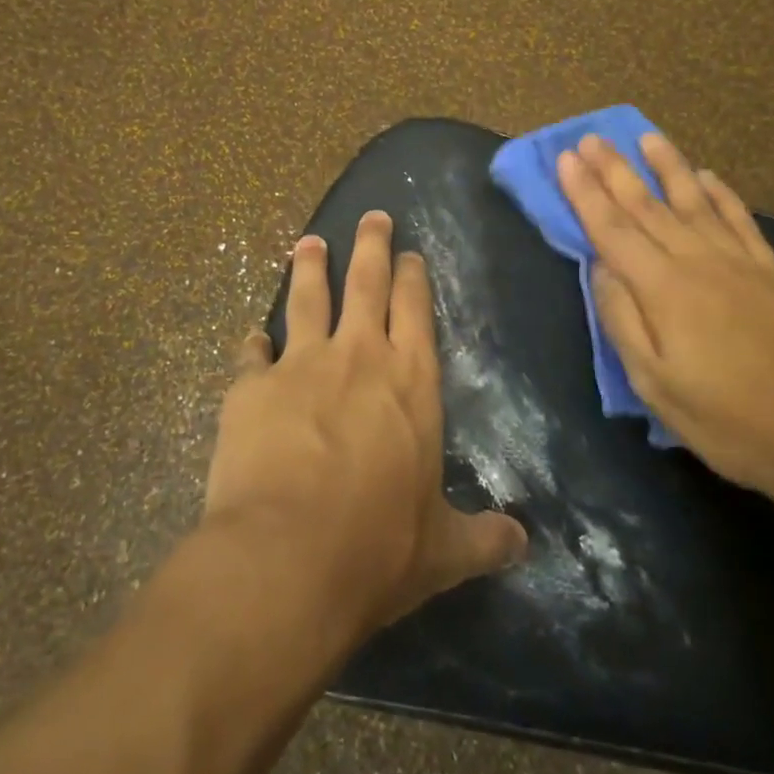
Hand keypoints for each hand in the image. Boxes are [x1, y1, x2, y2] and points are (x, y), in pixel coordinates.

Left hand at [204, 212, 527, 636]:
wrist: (288, 557)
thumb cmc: (378, 548)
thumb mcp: (442, 549)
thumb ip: (482, 538)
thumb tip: (522, 543)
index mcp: (411, 381)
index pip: (415, 310)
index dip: (412, 277)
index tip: (409, 253)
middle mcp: (359, 356)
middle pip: (366, 282)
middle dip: (370, 245)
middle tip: (371, 216)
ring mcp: (301, 364)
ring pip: (308, 298)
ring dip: (309, 267)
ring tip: (308, 242)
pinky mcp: (252, 386)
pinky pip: (252, 353)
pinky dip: (253, 343)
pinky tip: (251, 336)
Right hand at [556, 133, 773, 515]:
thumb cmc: (725, 419)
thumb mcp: (654, 384)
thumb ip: (622, 319)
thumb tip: (600, 268)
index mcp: (663, 288)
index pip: (612, 228)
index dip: (585, 192)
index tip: (566, 159)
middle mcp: (698, 261)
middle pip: (647, 205)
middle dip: (614, 169)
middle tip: (591, 138)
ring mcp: (739, 262)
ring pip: (694, 200)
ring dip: (667, 166)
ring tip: (647, 136)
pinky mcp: (772, 272)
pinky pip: (740, 219)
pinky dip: (721, 193)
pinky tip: (707, 176)